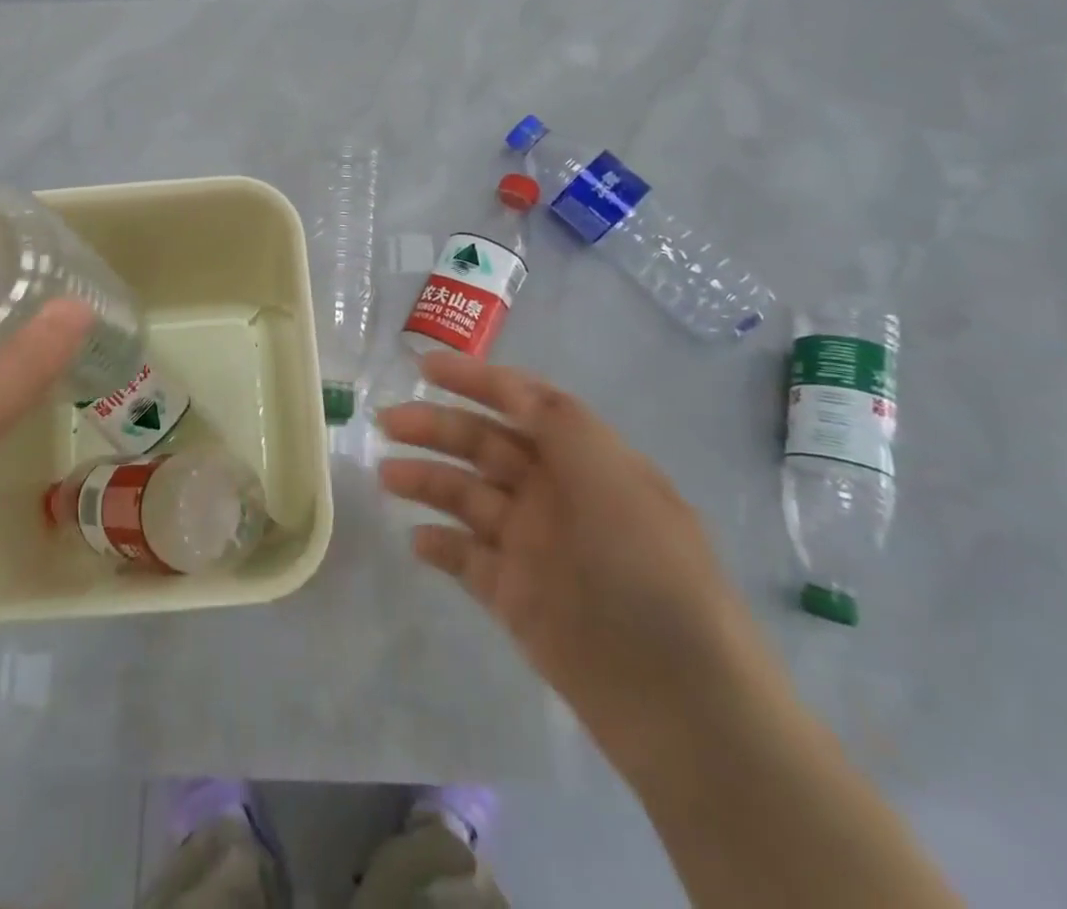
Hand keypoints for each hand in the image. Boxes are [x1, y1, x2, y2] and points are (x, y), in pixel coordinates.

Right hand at [377, 349, 784, 773]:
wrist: (679, 700)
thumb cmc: (648, 570)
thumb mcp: (614, 478)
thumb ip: (560, 424)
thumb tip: (514, 386)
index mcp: (584, 461)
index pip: (523, 403)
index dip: (476, 380)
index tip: (423, 366)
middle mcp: (555, 495)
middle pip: (484, 445)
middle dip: (436, 427)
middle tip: (388, 422)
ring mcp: (533, 547)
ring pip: (467, 497)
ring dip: (426, 480)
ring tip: (387, 475)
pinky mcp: (515, 597)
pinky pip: (466, 559)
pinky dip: (439, 545)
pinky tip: (417, 540)